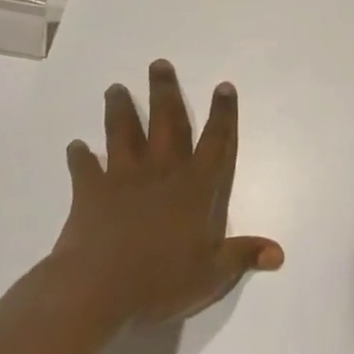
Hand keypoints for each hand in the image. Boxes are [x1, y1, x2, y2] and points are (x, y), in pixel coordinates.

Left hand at [52, 60, 283, 324]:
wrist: (97, 289)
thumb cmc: (161, 280)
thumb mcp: (212, 274)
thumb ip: (243, 256)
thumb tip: (279, 253)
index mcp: (195, 187)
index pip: (216, 142)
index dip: (223, 114)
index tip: (223, 86)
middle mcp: (162, 172)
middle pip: (167, 123)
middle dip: (165, 92)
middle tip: (159, 64)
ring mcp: (123, 178)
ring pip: (124, 133)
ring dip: (121, 109)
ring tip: (116, 88)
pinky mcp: (90, 192)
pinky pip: (84, 168)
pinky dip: (79, 156)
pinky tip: (75, 146)